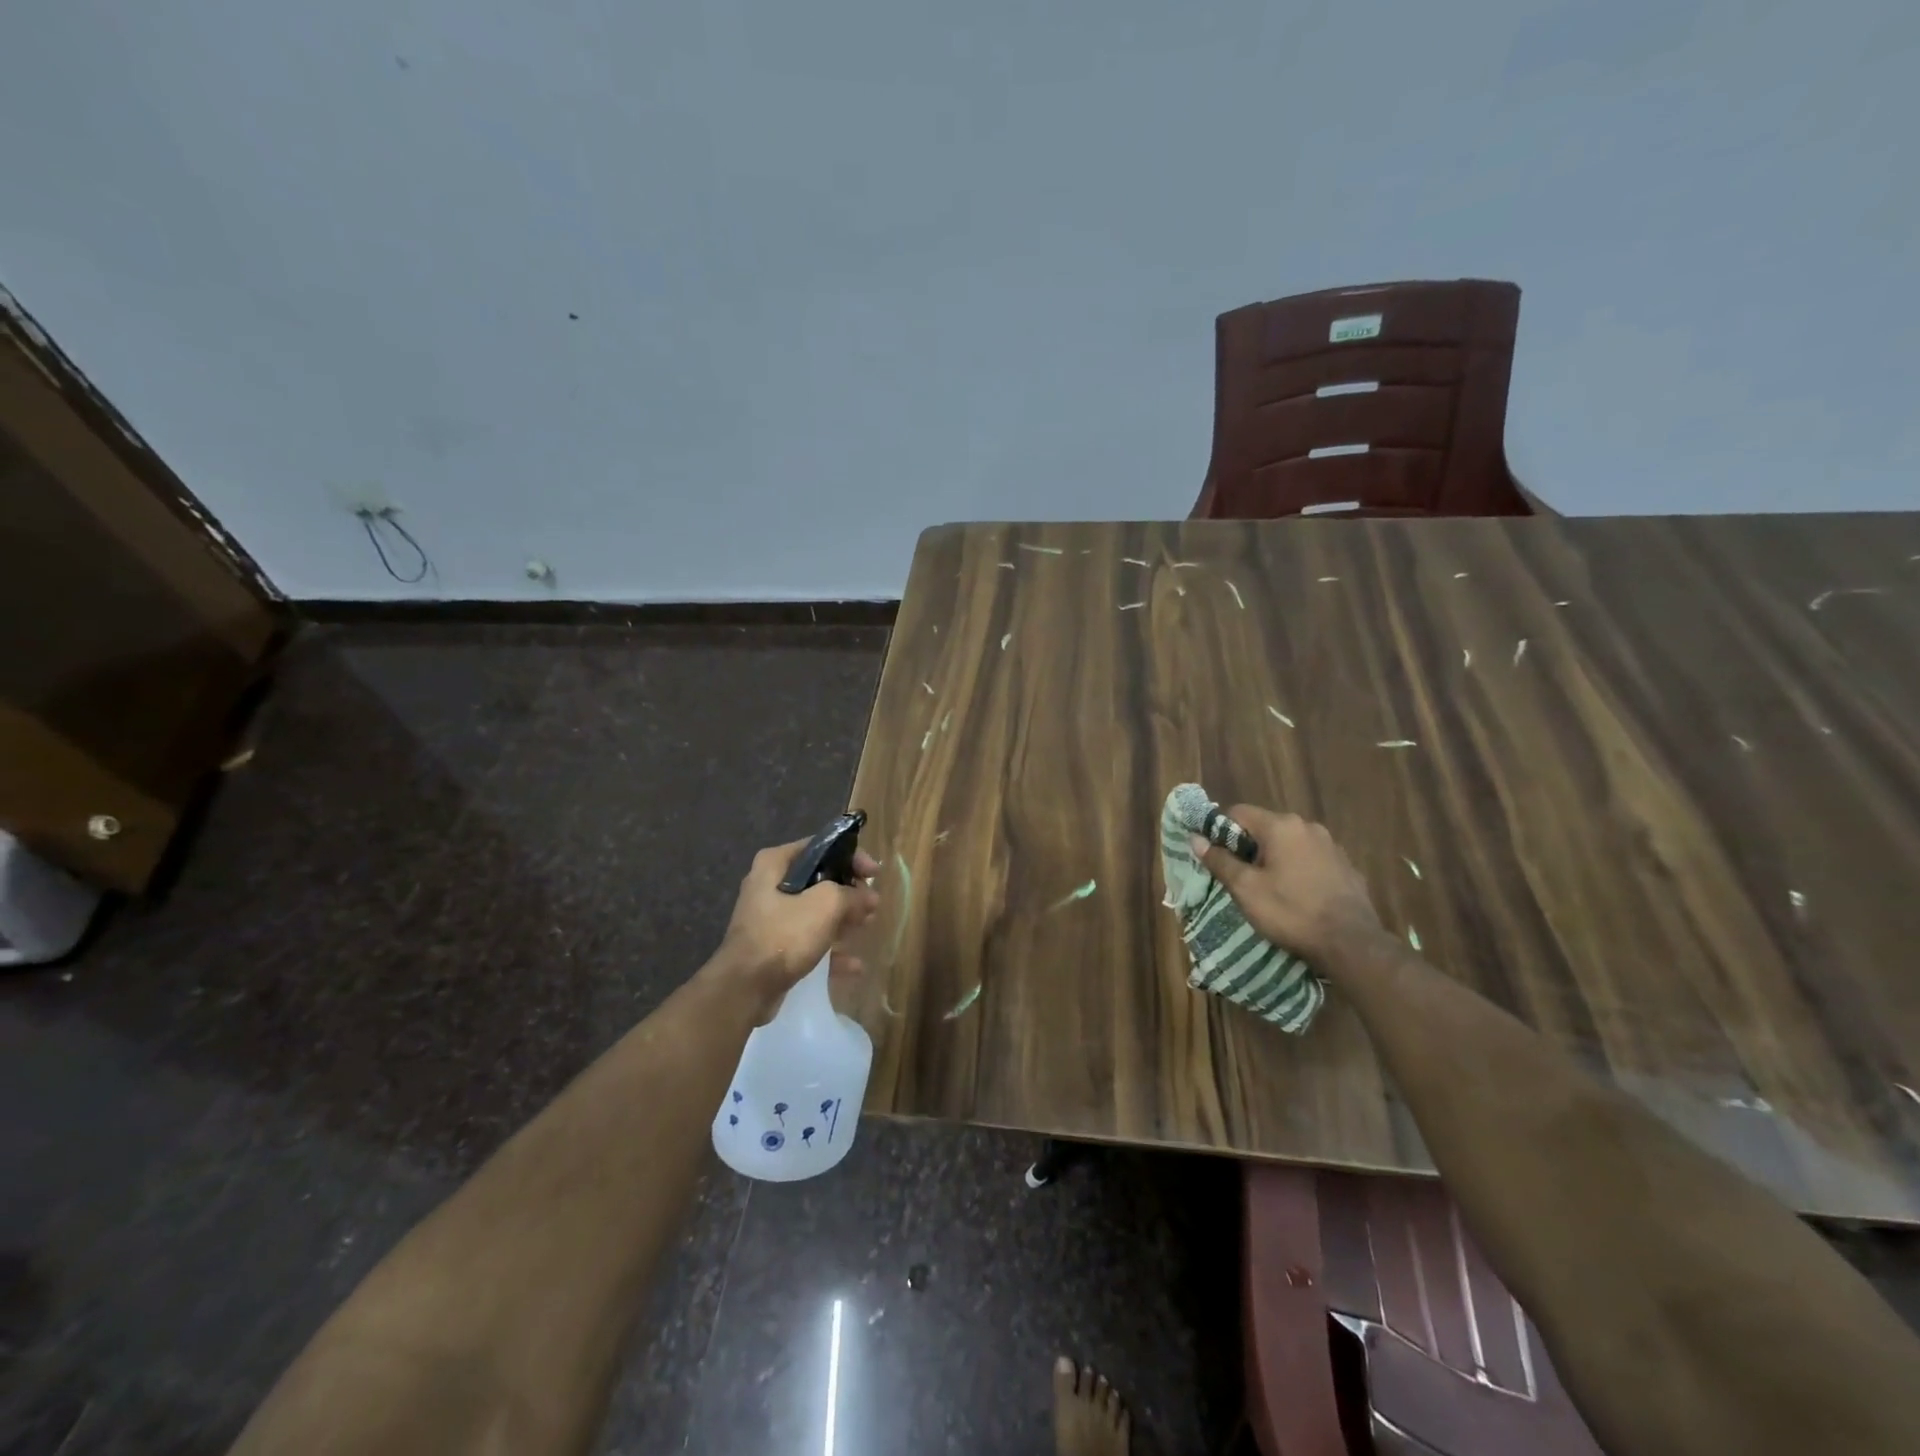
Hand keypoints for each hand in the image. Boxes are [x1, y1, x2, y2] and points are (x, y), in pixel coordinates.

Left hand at [713, 838, 881, 1018]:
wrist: (745, 989)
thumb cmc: (784, 935)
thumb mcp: (825, 905)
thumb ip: (852, 894)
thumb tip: (869, 896)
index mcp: (774, 864)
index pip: (820, 847)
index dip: (851, 857)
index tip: (874, 873)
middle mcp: (769, 886)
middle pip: (819, 880)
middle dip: (849, 892)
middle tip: (871, 904)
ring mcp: (771, 919)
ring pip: (816, 912)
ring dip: (843, 920)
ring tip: (866, 927)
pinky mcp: (774, 948)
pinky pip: (809, 942)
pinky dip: (831, 951)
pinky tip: (854, 966)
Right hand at [1192, 805, 1382, 963]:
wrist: (1351, 943)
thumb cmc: (1291, 912)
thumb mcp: (1245, 889)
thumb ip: (1219, 861)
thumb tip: (1195, 838)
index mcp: (1281, 826)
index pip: (1238, 812)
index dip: (1221, 831)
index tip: (1217, 857)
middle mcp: (1307, 827)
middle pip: (1265, 827)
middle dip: (1249, 847)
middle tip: (1241, 877)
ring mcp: (1331, 845)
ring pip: (1290, 843)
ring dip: (1275, 858)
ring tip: (1270, 889)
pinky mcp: (1346, 866)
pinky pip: (1311, 859)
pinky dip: (1299, 869)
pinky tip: (1298, 895)